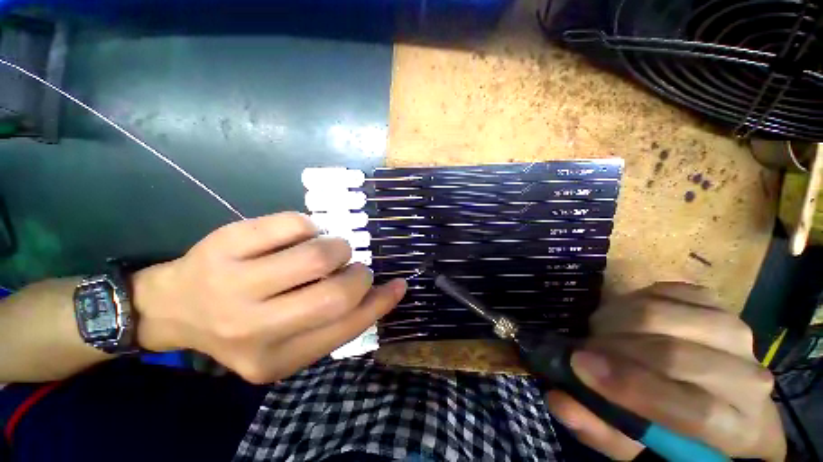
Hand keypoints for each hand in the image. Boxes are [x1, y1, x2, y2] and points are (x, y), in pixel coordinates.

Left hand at [130, 212, 406, 383]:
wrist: (174, 308)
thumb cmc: (242, 325)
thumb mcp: (287, 340)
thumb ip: (331, 322)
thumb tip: (376, 292)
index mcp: (276, 359)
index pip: (346, 329)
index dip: (381, 303)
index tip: (399, 285)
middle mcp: (254, 329)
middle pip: (335, 295)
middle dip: (358, 275)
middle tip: (353, 267)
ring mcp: (234, 284)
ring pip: (317, 255)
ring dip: (337, 247)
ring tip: (328, 249)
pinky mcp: (225, 245)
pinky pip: (292, 224)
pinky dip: (309, 226)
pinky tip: (300, 235)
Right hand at [545, 283, 785, 461]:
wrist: (714, 394)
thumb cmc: (672, 428)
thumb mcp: (633, 444)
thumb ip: (599, 428)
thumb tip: (559, 400)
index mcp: (741, 430)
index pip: (695, 410)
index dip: (632, 387)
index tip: (579, 364)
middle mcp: (749, 378)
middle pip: (675, 354)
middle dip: (613, 347)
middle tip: (582, 347)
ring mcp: (736, 331)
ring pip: (663, 314)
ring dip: (614, 320)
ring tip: (598, 332)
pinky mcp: (715, 302)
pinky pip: (664, 291)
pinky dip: (629, 301)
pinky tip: (621, 318)